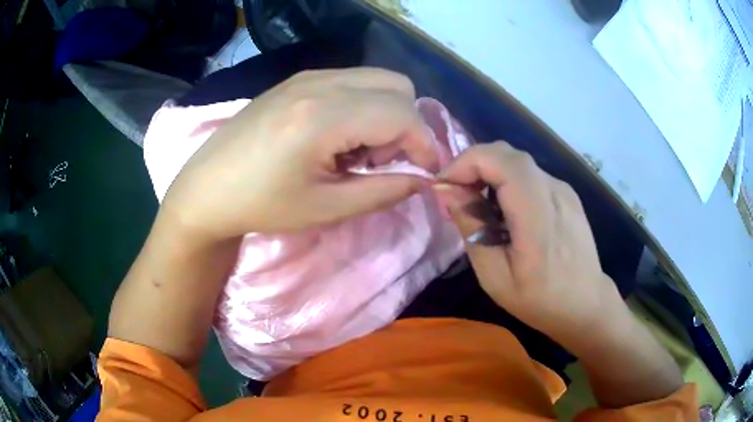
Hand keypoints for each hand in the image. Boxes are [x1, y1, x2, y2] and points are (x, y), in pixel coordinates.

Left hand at [160, 68, 437, 240]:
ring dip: (386, 112)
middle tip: (385, 160)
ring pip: (377, 78)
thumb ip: (384, 191)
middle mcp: (320, 83)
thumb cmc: (261, 205)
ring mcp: (307, 76)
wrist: (207, 187)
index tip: (425, 172)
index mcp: (324, 116)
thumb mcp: (327, 207)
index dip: (425, 144)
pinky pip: (351, 80)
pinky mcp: (297, 79)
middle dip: (407, 124)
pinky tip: (337, 134)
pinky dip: (363, 104)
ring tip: (359, 149)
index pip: (403, 114)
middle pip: (398, 86)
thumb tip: (422, 180)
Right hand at [434, 142, 622, 347]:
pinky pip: (530, 176)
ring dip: (490, 174)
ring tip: (479, 207)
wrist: (586, 304)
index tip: (444, 186)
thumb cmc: (539, 299)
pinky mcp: (566, 194)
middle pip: (507, 154)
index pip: (500, 160)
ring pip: (517, 162)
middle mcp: (554, 190)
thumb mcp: (495, 276)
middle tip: (456, 195)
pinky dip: (508, 183)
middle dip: (473, 165)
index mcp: (537, 214)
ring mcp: (563, 189)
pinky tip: (506, 213)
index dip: (466, 162)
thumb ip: (471, 228)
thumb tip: (446, 191)